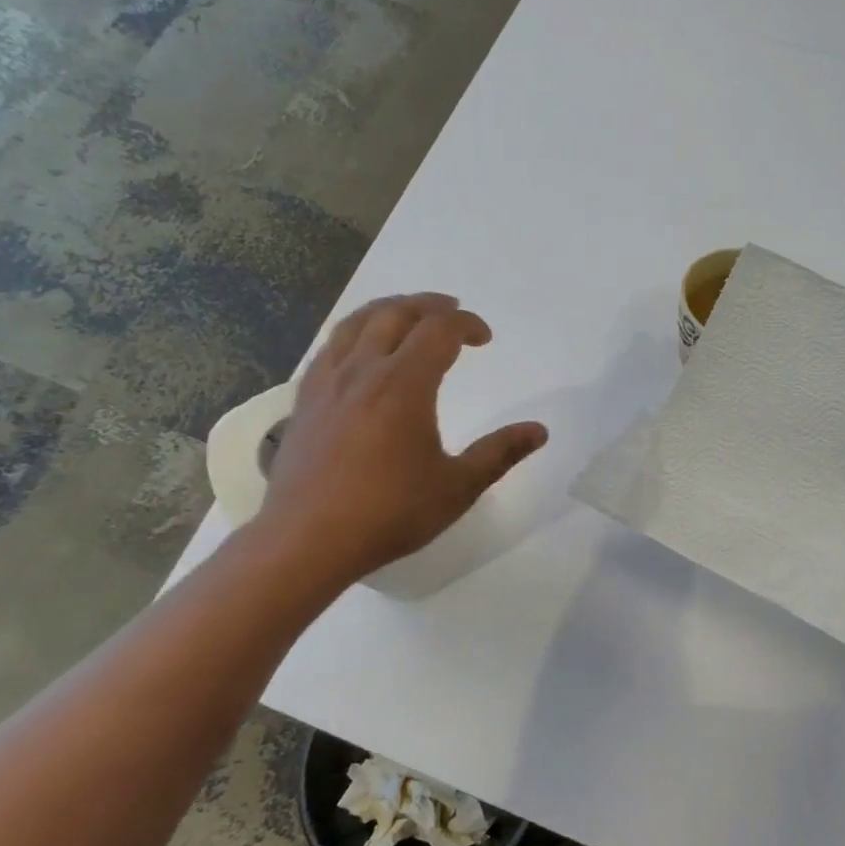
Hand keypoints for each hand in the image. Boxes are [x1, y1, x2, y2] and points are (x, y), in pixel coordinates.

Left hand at [251, 294, 547, 589]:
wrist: (307, 539)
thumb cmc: (389, 513)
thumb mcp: (457, 487)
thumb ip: (500, 453)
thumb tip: (540, 430)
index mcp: (403, 385)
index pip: (439, 331)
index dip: (467, 324)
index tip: (485, 338)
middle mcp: (363, 371)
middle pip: (395, 314)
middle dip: (429, 306)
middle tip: (452, 311)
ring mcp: (327, 382)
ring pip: (356, 323)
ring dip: (388, 309)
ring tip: (408, 314)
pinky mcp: (304, 400)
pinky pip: (329, 346)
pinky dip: (353, 332)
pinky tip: (360, 350)